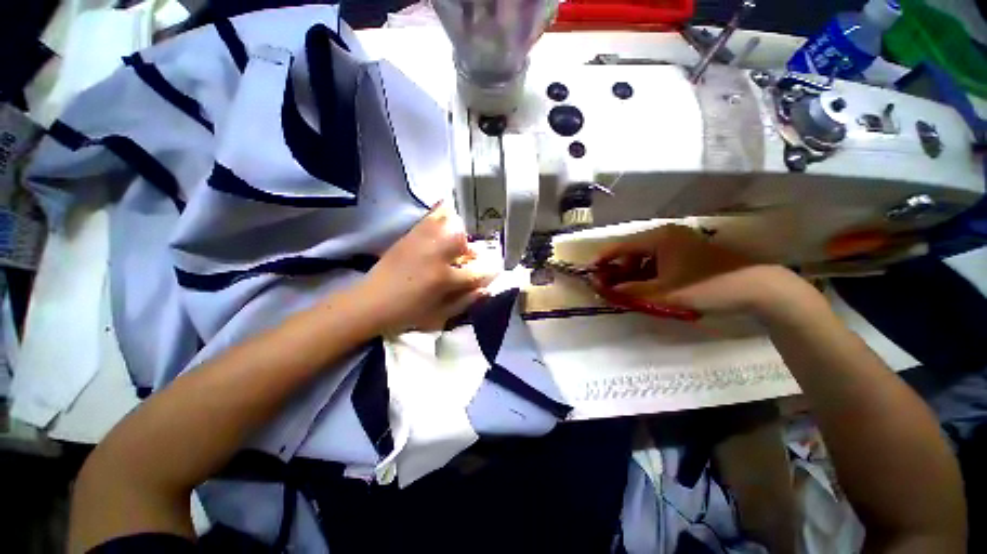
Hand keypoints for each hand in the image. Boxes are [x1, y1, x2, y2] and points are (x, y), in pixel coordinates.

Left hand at [356, 203, 497, 331]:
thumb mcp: (439, 315)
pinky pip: (431, 217)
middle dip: (470, 250)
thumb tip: (486, 289)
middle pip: (462, 241)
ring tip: (454, 244)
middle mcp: (435, 255)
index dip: (488, 273)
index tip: (492, 271)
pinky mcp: (409, 235)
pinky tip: (443, 226)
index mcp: (443, 279)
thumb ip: (465, 302)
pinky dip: (442, 217)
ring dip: (458, 233)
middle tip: (466, 259)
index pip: (476, 272)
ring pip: (449, 224)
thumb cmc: (406, 313)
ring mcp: (421, 241)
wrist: (370, 302)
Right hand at [594, 224, 806, 316]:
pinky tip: (648, 286)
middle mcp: (667, 234)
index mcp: (659, 238)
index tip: (589, 271)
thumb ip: (630, 291)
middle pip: (632, 250)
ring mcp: (679, 241)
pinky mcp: (688, 251)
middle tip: (611, 286)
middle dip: (619, 268)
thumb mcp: (663, 293)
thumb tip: (605, 290)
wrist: (757, 287)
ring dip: (634, 272)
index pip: (621, 246)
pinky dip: (649, 272)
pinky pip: (658, 260)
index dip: (603, 259)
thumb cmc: (706, 286)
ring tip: (630, 290)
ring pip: (645, 255)